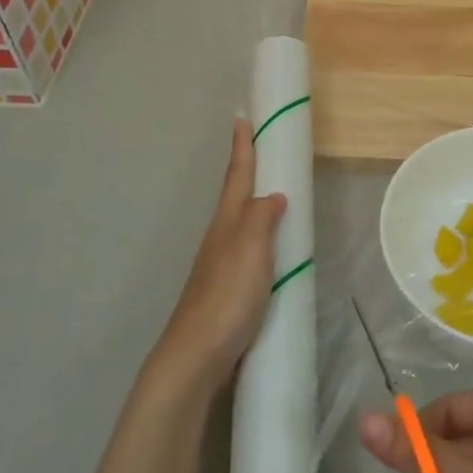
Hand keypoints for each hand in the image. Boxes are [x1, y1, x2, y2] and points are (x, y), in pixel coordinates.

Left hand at [152, 119, 286, 390]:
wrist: (197, 354)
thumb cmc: (227, 295)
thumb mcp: (251, 248)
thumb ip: (263, 217)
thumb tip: (274, 194)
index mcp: (227, 222)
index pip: (237, 176)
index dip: (242, 148)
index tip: (241, 119)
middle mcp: (221, 238)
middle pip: (235, 197)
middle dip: (246, 172)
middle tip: (261, 151)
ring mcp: (220, 266)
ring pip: (240, 224)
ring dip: (254, 206)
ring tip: (272, 196)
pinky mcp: (226, 291)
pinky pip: (247, 252)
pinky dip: (259, 239)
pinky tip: (270, 252)